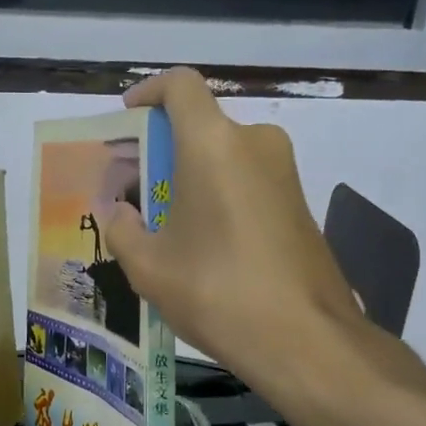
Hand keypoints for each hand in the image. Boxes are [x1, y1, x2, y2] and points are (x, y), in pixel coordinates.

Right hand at [102, 68, 369, 392]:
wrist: (307, 340)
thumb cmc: (217, 291)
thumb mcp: (149, 267)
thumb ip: (122, 229)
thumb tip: (119, 213)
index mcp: (213, 144)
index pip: (180, 86)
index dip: (149, 91)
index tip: (128, 116)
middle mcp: (254, 143)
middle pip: (200, 126)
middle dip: (162, 149)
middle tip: (133, 190)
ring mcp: (284, 173)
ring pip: (224, 156)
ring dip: (190, 177)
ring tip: (162, 225)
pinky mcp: (299, 203)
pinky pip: (247, 181)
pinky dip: (218, 195)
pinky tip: (202, 244)